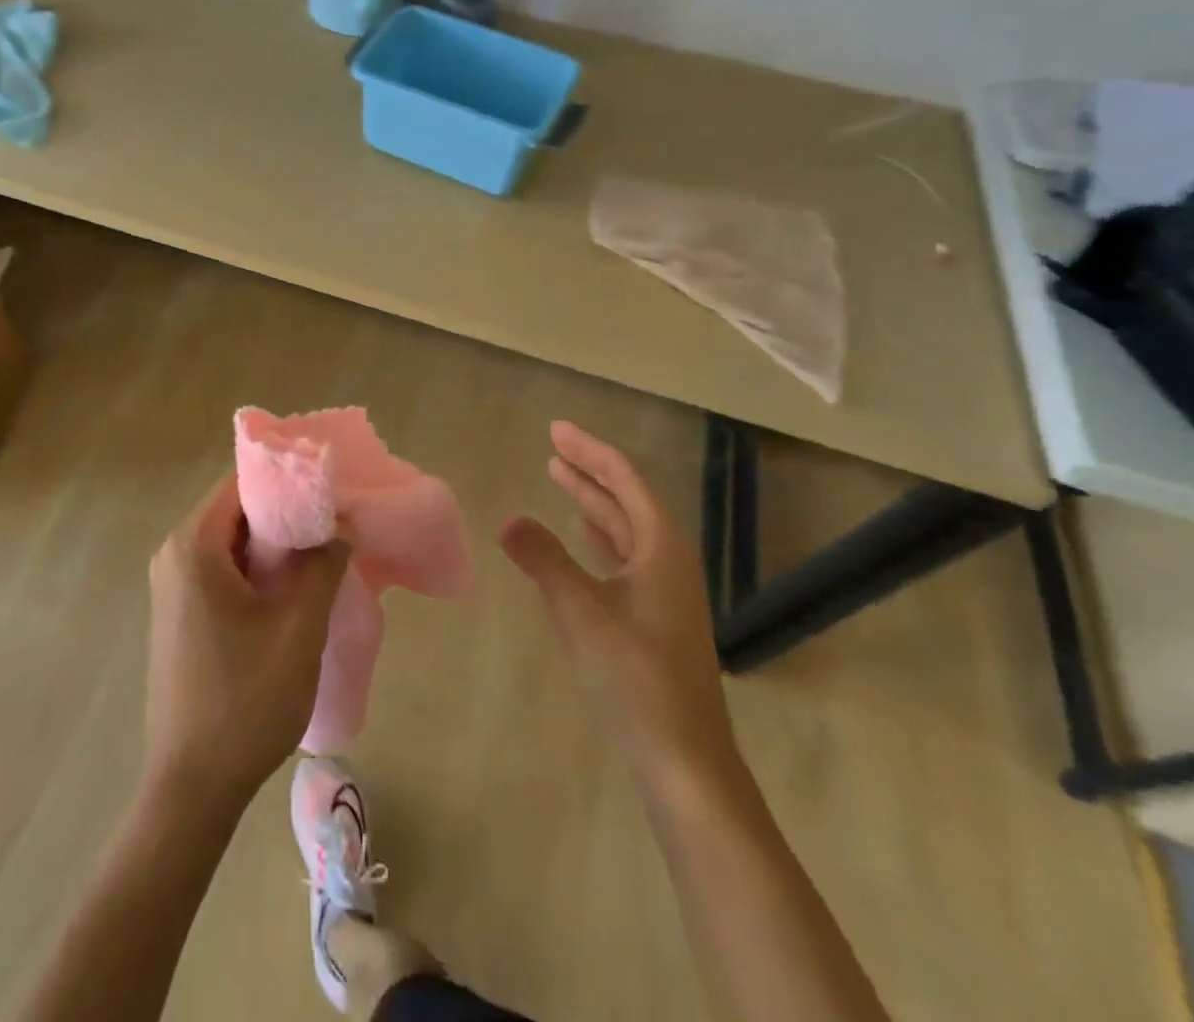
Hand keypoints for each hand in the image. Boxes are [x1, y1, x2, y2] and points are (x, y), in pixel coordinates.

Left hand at [144, 474, 350, 810]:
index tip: (330, 492)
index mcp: (192, 546)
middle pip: (236, 511)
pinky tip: (292, 592)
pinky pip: (221, 570)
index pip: (242, 484)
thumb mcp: (299, 628)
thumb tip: (341, 524)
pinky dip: (256, 571)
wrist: (192, 787)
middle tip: (334, 525)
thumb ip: (323, 564)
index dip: (288, 482)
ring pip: (231, 542)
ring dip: (274, 546)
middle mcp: (173, 555)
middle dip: (286, 515)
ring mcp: (172, 587)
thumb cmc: (245, 700)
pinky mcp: (179, 614)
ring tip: (322, 556)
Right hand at [501, 421, 738, 795]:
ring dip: (593, 502)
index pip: (625, 481)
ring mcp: (664, 592)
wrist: (685, 762)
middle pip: (627, 500)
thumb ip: (543, 560)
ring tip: (560, 477)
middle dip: (590, 471)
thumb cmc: (636, 679)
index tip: (555, 430)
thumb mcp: (581, 614)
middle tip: (552, 446)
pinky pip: (623, 558)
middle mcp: (668, 562)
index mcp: (661, 550)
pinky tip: (580, 538)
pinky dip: (598, 538)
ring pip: (625, 530)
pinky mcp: (655, 618)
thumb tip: (508, 519)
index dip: (590, 451)